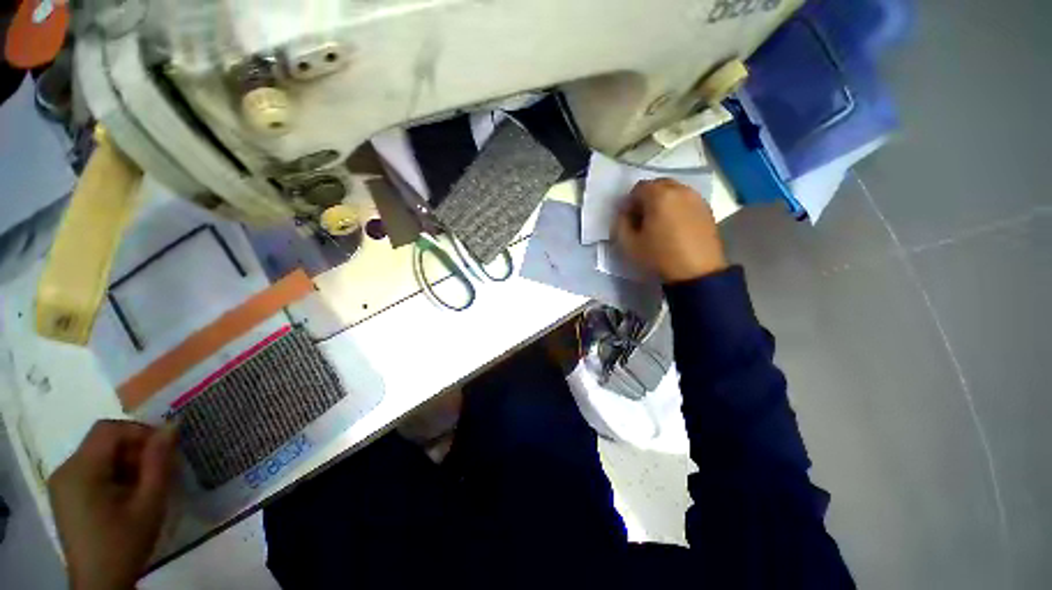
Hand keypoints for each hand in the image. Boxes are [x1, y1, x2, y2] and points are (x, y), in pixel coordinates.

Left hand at [48, 420, 177, 589]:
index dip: (139, 432)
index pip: (110, 430)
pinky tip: (125, 496)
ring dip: (125, 463)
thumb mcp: (149, 503)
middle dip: (134, 450)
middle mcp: (65, 469)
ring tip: (143, 487)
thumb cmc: (125, 543)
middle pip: (103, 441)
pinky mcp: (65, 493)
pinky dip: (113, 474)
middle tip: (158, 471)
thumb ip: (159, 462)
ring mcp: (62, 483)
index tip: (164, 450)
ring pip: (98, 454)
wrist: (100, 584)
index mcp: (81, 470)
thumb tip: (172, 425)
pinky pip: (91, 469)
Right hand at [615, 178, 727, 281]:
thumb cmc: (659, 256)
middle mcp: (680, 190)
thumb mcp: (629, 244)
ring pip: (674, 191)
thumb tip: (625, 213)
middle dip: (647, 198)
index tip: (629, 218)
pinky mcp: (707, 209)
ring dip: (663, 201)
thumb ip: (621, 223)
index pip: (638, 187)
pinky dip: (677, 206)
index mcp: (659, 196)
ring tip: (660, 222)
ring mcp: (696, 198)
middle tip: (643, 218)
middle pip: (658, 184)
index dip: (630, 202)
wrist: (697, 272)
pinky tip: (675, 226)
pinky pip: (687, 200)